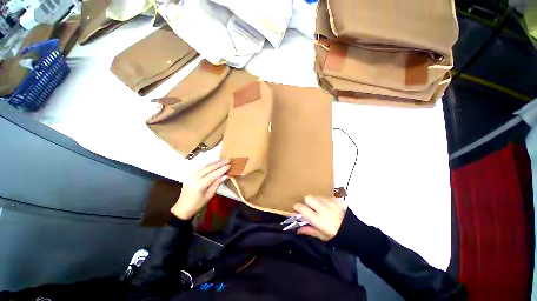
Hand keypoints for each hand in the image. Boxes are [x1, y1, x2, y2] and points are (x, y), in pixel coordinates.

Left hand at [171, 159, 229, 219]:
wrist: (182, 208)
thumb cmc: (197, 204)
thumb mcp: (209, 195)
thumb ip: (217, 184)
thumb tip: (226, 176)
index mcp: (200, 184)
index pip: (213, 174)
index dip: (222, 169)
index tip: (229, 165)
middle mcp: (195, 178)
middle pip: (209, 168)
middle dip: (219, 164)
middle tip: (228, 160)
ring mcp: (192, 176)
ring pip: (204, 167)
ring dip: (214, 163)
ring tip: (221, 159)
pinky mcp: (191, 176)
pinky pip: (201, 168)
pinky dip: (208, 165)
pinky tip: (213, 163)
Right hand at [293, 196, 346, 240]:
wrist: (355, 232)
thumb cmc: (337, 236)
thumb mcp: (322, 236)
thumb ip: (309, 230)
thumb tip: (297, 229)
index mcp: (318, 220)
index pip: (302, 208)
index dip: (297, 207)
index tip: (296, 209)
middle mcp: (323, 209)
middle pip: (308, 197)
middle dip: (307, 202)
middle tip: (310, 208)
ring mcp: (331, 203)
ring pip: (317, 196)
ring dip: (316, 201)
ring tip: (321, 208)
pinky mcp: (337, 200)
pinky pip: (326, 197)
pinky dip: (325, 201)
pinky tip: (329, 207)